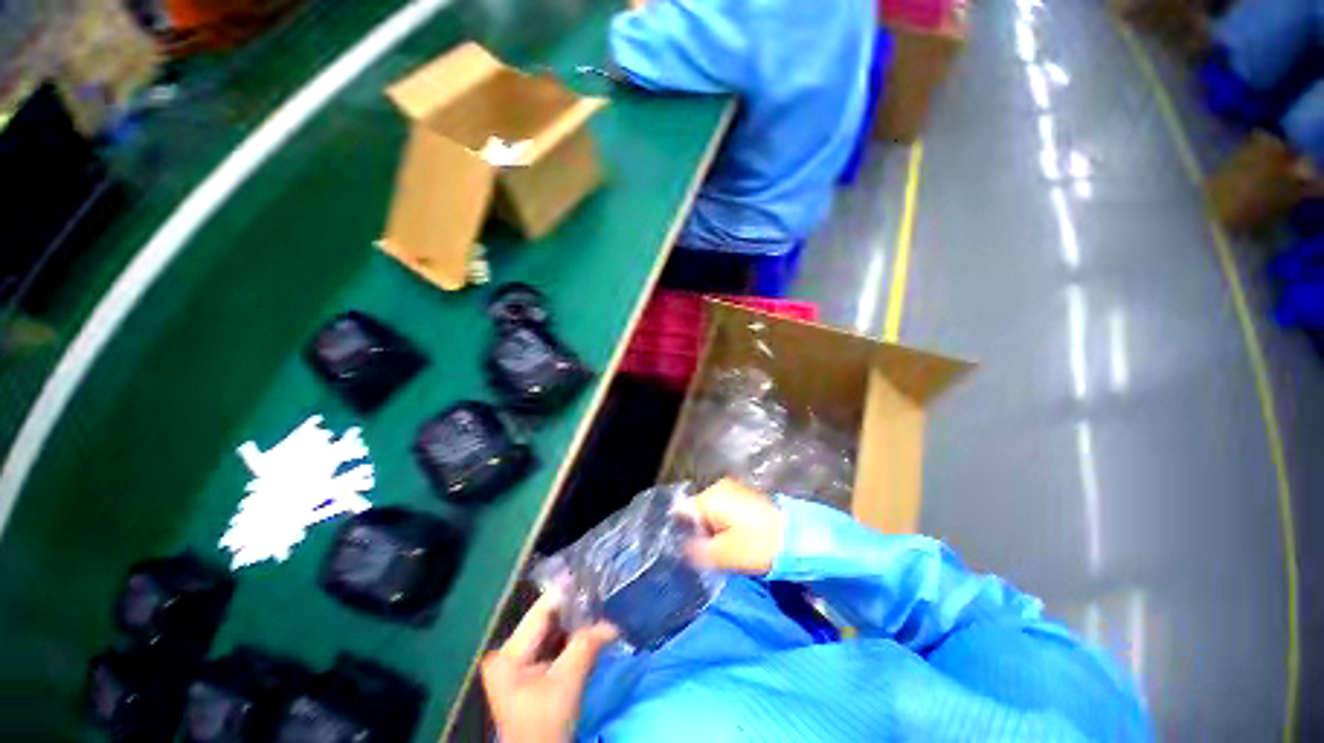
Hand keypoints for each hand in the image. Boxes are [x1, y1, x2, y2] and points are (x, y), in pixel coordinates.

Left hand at [481, 594, 617, 742]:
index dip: (566, 594)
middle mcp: (508, 652)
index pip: (540, 612)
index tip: (590, 577)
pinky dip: (571, 640)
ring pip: (551, 633)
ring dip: (575, 625)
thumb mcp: (567, 683)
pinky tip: (590, 630)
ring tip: (599, 607)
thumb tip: (612, 624)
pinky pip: (553, 646)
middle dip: (574, 611)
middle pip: (546, 621)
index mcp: (508, 653)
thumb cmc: (545, 725)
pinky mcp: (529, 673)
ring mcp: (517, 663)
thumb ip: (586, 646)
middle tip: (600, 594)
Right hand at [687, 478, 784, 574]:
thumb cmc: (758, 545)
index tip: (687, 549)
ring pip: (711, 510)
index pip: (682, 511)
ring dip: (712, 528)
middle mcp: (719, 486)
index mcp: (711, 496)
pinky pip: (724, 508)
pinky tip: (735, 538)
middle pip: (697, 509)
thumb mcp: (723, 555)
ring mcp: (733, 488)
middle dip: (699, 530)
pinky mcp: (745, 494)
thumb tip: (682, 547)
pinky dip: (724, 523)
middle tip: (708, 552)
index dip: (681, 531)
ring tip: (723, 548)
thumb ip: (696, 551)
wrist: (799, 537)